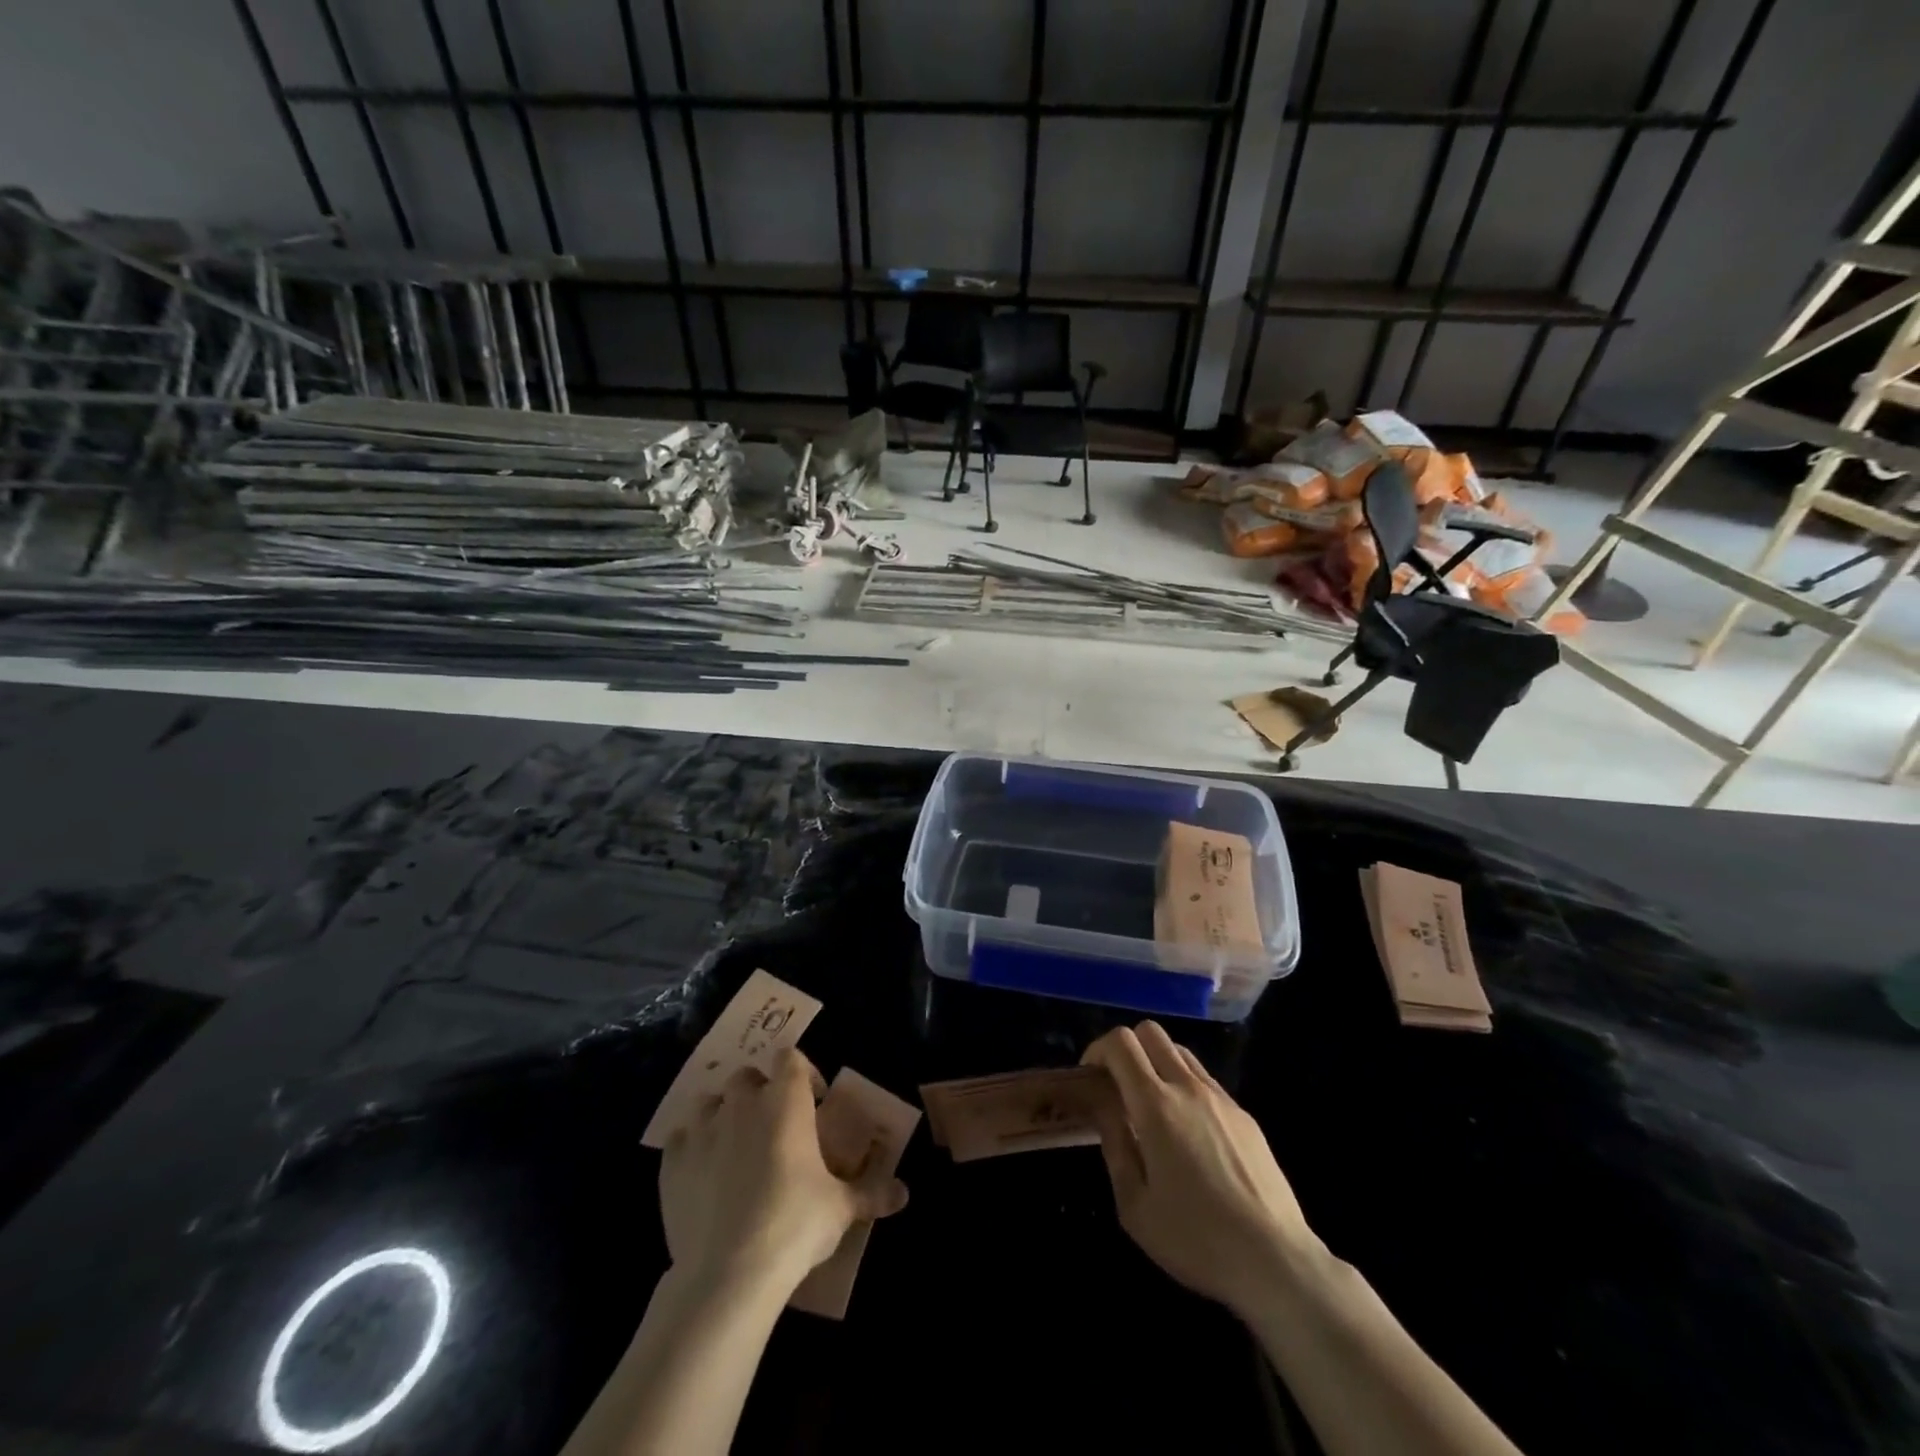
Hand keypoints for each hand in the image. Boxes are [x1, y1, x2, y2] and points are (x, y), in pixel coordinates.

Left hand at [660, 1048, 908, 1295]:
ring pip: (711, 1102)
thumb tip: (904, 1194)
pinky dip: (692, 1147)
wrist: (729, 1273)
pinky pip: (681, 1138)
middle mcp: (742, 1102)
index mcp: (786, 1100)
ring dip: (723, 1114)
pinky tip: (703, 1173)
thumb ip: (871, 1193)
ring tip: (735, 1146)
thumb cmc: (795, 1224)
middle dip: (761, 1093)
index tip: (813, 1101)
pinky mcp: (672, 1163)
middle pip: (749, 1077)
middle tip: (775, 1128)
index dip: (802, 1073)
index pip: (791, 1057)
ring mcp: (703, 1130)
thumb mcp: (841, 1209)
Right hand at [1083, 1022, 1318, 1314]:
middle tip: (1118, 1085)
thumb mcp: (1134, 1205)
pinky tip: (1188, 1132)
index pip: (1122, 1043)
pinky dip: (1184, 1087)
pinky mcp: (1245, 1116)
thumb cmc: (1195, 1239)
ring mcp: (1221, 1099)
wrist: (1276, 1262)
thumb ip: (1114, 1145)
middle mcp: (1189, 1088)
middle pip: (1151, 1033)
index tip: (1090, 1078)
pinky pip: (1205, 1080)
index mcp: (1156, 1106)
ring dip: (1157, 1063)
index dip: (1098, 1049)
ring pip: (1180, 1051)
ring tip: (1151, 1107)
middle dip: (1127, 1048)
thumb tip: (1103, 1106)